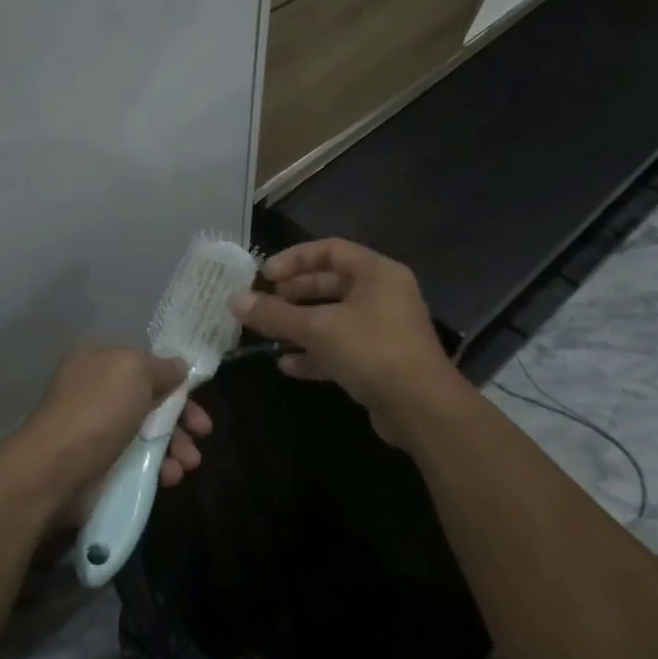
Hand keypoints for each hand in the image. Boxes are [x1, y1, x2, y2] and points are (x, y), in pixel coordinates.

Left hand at [15, 345, 213, 508]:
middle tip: (203, 433)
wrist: (56, 471)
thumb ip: (161, 367)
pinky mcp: (99, 465)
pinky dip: (158, 468)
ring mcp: (96, 429)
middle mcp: (95, 391)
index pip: (144, 363)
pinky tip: (168, 478)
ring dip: (175, 446)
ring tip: (188, 464)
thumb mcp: (135, 371)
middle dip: (181, 417)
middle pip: (150, 400)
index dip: (173, 379)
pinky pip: (137, 462)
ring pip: (148, 433)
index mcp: (98, 360)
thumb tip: (179, 367)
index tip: (197, 396)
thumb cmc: (98, 410)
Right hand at [230, 238, 460, 443]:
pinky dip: (315, 353)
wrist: (422, 408)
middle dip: (294, 294)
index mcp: (376, 273)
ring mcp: (383, 329)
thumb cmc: (371, 351)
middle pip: (330, 284)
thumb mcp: (317, 328)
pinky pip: (341, 347)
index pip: (330, 250)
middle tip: (264, 304)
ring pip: (333, 318)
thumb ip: (275, 314)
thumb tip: (235, 301)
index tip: (265, 276)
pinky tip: (287, 364)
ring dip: (300, 326)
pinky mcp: (379, 361)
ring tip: (268, 334)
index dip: (294, 259)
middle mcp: (382, 295)